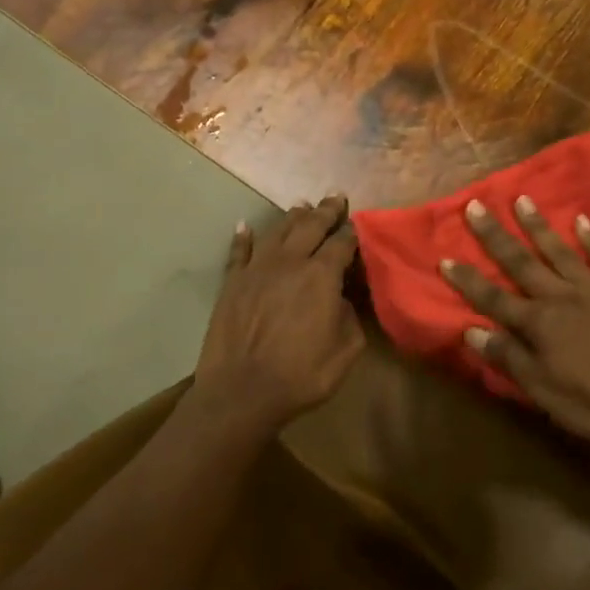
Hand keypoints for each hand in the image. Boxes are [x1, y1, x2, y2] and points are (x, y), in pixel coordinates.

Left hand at [193, 195, 365, 433]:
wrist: (241, 392)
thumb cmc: (301, 374)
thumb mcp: (346, 350)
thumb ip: (350, 316)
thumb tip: (341, 298)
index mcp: (322, 275)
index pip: (342, 243)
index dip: (352, 232)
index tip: (357, 226)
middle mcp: (290, 262)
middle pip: (310, 226)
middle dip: (326, 210)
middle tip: (335, 198)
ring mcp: (257, 269)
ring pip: (277, 231)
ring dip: (292, 217)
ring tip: (302, 206)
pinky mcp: (232, 283)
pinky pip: (238, 251)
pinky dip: (242, 237)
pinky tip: (244, 225)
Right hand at [440, 197, 589, 439]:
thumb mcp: (543, 392)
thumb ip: (509, 358)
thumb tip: (472, 331)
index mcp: (538, 323)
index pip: (493, 298)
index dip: (468, 280)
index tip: (445, 258)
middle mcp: (560, 297)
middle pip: (521, 262)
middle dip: (495, 236)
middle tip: (476, 206)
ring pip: (560, 251)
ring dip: (539, 226)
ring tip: (522, 200)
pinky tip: (583, 220)